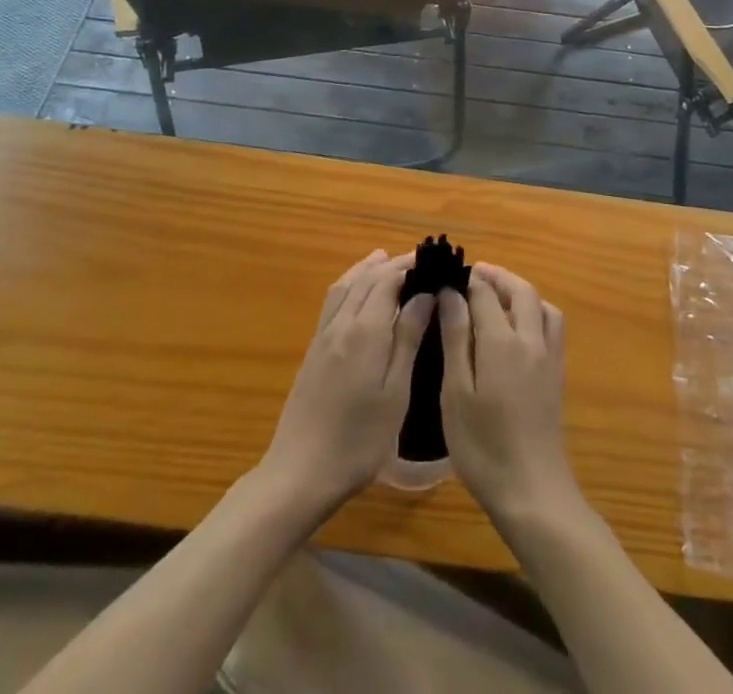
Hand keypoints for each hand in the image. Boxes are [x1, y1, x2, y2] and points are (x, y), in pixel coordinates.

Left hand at [257, 251, 433, 521]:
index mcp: (365, 330)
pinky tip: (356, 293)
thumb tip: (424, 295)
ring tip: (385, 260)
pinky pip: (332, 302)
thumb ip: (408, 339)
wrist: (300, 472)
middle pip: (366, 279)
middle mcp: (341, 324)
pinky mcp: (313, 351)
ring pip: (345, 286)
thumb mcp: (395, 393)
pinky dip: (349, 285)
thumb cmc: (359, 440)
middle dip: (391, 265)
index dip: (408, 266)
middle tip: (418, 260)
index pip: (387, 280)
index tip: (432, 261)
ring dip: (366, 269)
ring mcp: (323, 336)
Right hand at [437, 264, 578, 525]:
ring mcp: (549, 356)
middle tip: (473, 274)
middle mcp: (531, 339)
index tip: (446, 277)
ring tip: (496, 295)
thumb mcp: (456, 393)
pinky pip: (551, 324)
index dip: (466, 281)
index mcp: (502, 341)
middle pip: (520, 290)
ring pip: (541, 304)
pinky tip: (519, 326)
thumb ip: (456, 338)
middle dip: (497, 276)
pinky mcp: (557, 373)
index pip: (485, 293)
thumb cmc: (483, 445)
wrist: (532, 490)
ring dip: (519, 290)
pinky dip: (536, 310)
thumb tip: (451, 294)